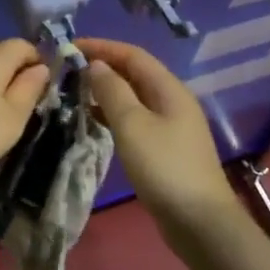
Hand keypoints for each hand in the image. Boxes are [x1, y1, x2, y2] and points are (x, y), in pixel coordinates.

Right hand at [77, 38, 236, 235]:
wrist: (199, 222)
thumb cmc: (164, 167)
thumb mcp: (132, 125)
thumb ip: (112, 91)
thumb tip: (96, 65)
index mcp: (169, 89)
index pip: (133, 55)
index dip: (102, 47)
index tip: (70, 47)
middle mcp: (173, 101)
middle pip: (135, 73)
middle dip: (103, 67)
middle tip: (69, 69)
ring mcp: (171, 125)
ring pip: (134, 97)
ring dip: (106, 91)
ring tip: (76, 92)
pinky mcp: (166, 148)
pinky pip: (136, 118)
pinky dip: (113, 113)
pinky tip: (94, 121)